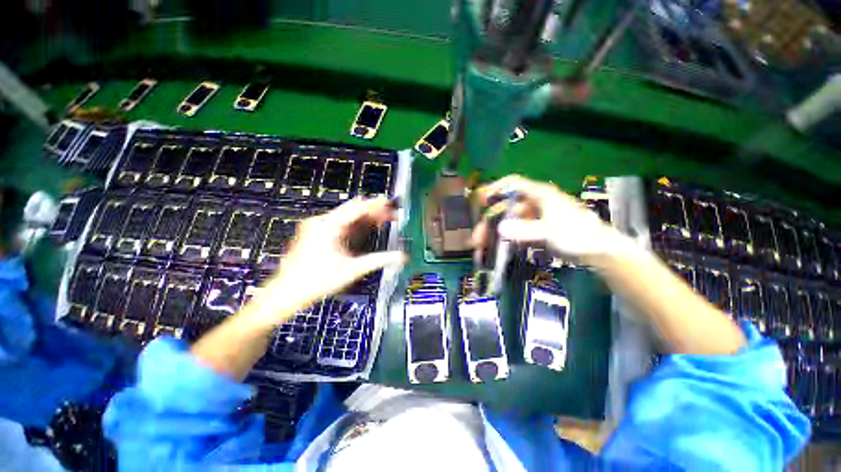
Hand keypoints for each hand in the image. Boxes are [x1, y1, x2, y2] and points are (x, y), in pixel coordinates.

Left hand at [248, 197, 405, 326]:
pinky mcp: (316, 235)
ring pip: (346, 218)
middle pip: (352, 210)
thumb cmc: (317, 281)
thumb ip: (378, 260)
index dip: (375, 205)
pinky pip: (339, 225)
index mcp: (328, 226)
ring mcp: (317, 228)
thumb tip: (400, 257)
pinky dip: (354, 226)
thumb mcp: (352, 270)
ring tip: (382, 219)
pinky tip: (365, 229)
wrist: (286, 293)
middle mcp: (322, 222)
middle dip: (372, 211)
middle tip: (389, 213)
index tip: (388, 202)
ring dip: (364, 219)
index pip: (356, 208)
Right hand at [472, 175, 633, 261]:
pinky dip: (505, 240)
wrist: (600, 252)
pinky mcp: (537, 230)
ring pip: (508, 222)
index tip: (479, 200)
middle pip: (505, 208)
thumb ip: (525, 230)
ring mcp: (535, 218)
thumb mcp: (551, 232)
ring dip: (494, 235)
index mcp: (539, 195)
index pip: (512, 184)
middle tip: (477, 240)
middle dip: (488, 223)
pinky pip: (515, 232)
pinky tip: (497, 251)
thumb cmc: (578, 236)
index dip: (494, 188)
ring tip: (482, 250)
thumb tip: (499, 229)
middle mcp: (534, 203)